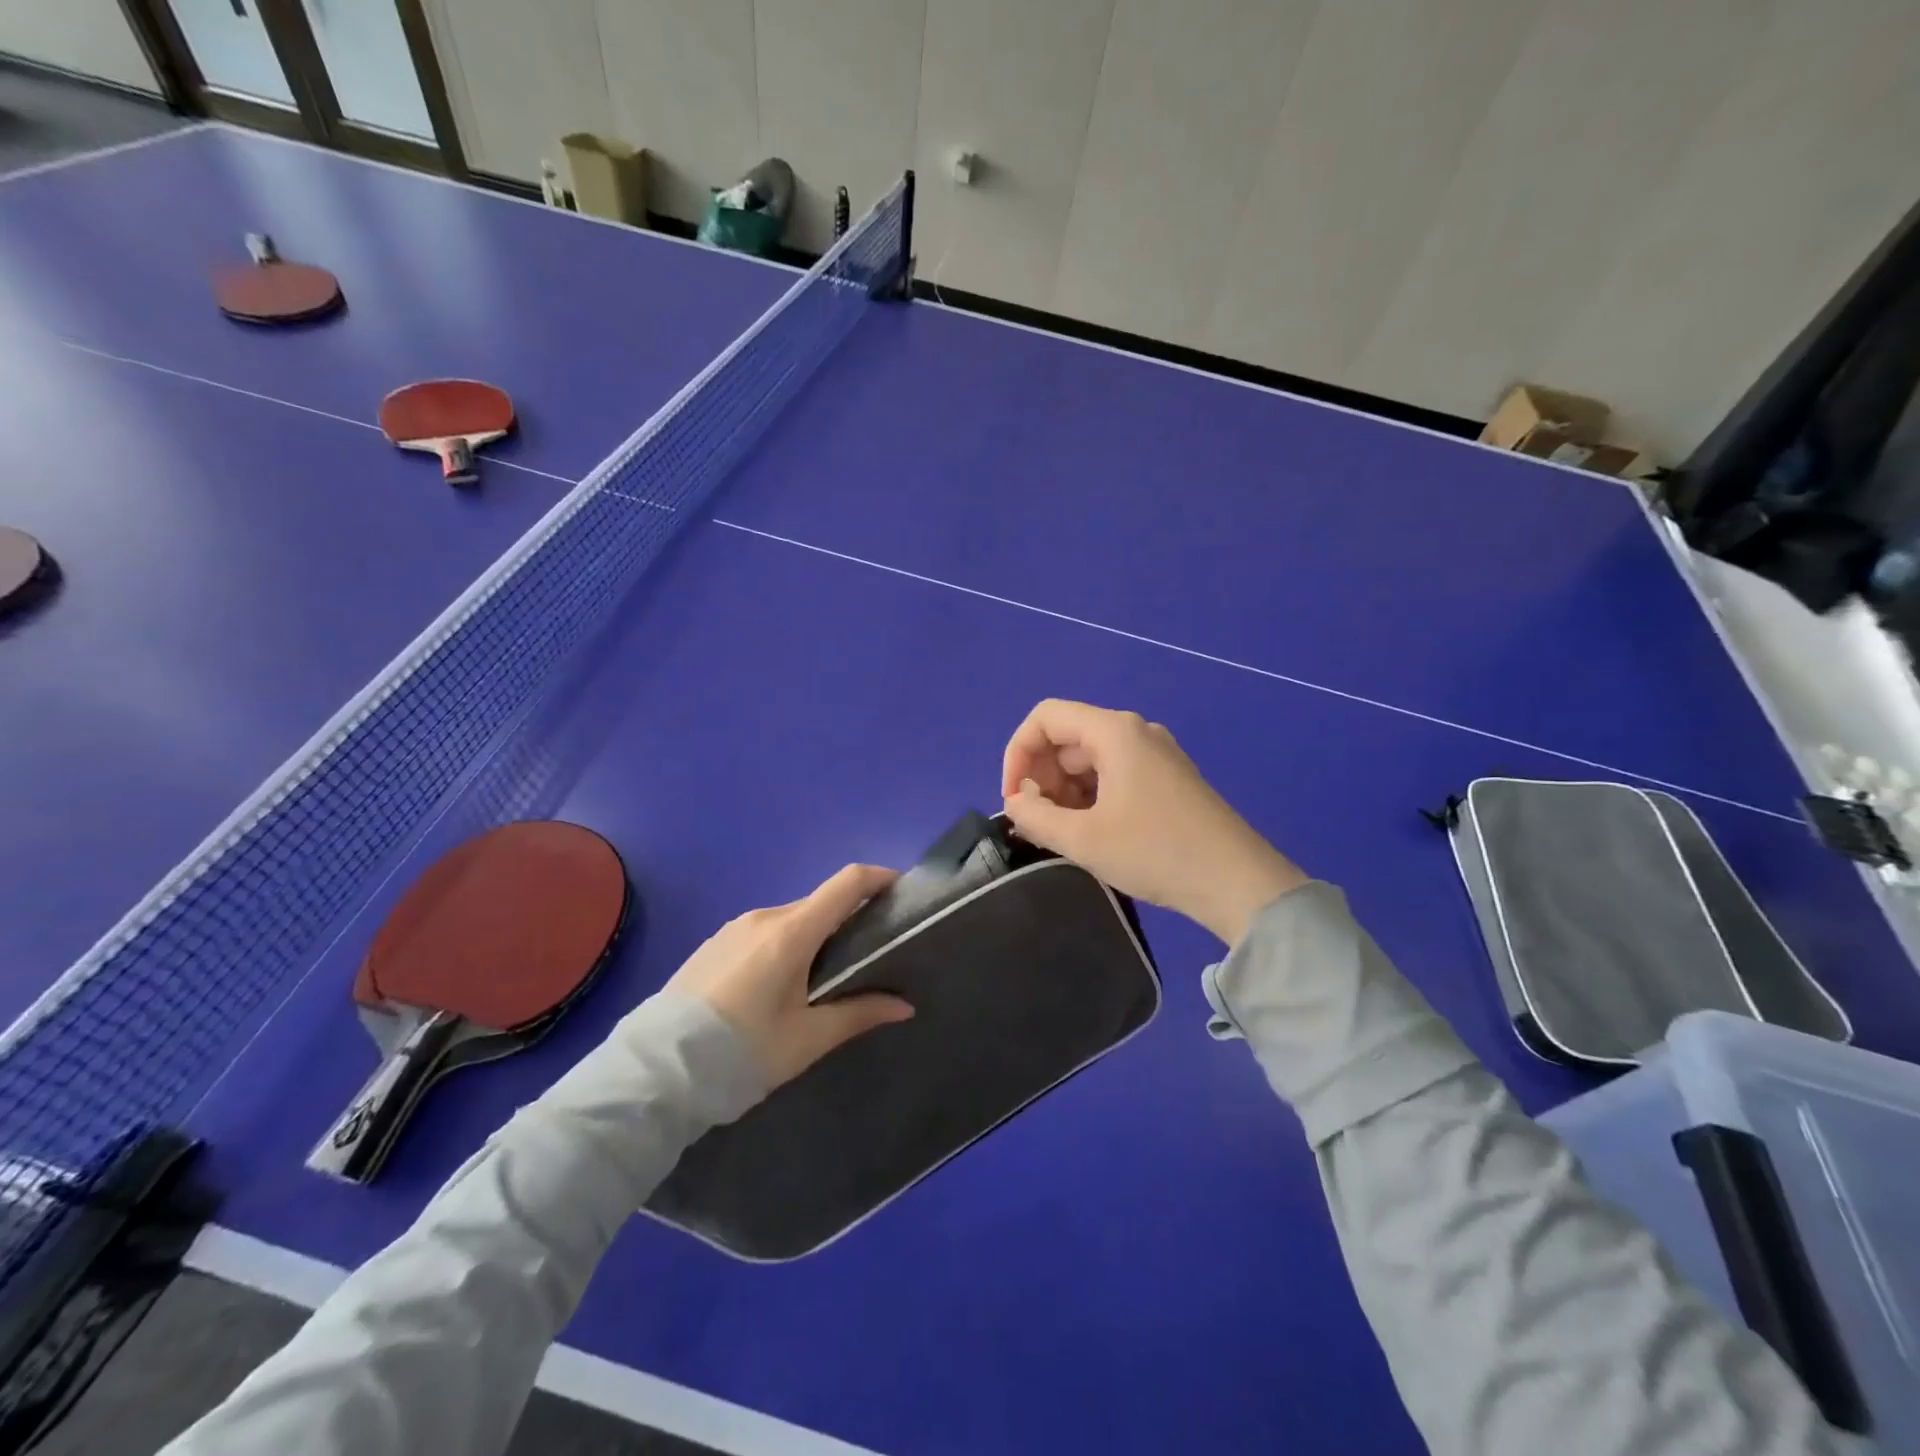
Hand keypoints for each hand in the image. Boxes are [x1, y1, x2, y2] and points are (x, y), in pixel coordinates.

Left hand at [664, 864, 913, 1087]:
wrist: (653, 1074)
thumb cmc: (741, 1054)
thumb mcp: (806, 1040)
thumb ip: (859, 1014)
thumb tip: (905, 1006)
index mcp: (792, 932)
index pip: (847, 883)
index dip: (879, 878)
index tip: (902, 891)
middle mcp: (764, 917)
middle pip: (820, 903)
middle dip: (849, 918)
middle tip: (868, 955)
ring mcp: (734, 928)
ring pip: (791, 919)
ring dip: (815, 935)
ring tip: (823, 978)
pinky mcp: (713, 943)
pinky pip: (763, 932)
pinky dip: (785, 944)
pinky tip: (778, 986)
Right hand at [1001, 699, 1306, 944]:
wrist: (1238, 882)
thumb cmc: (1155, 852)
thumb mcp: (1083, 839)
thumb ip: (1035, 816)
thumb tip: (1015, 802)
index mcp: (1114, 732)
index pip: (1045, 718)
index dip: (1017, 753)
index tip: (1012, 798)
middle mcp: (1134, 732)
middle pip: (1067, 738)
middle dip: (1041, 776)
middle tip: (1037, 822)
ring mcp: (1155, 754)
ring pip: (1089, 759)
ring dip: (1064, 791)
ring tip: (1062, 833)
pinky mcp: (1167, 778)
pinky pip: (1113, 774)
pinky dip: (1090, 797)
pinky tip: (1090, 832)